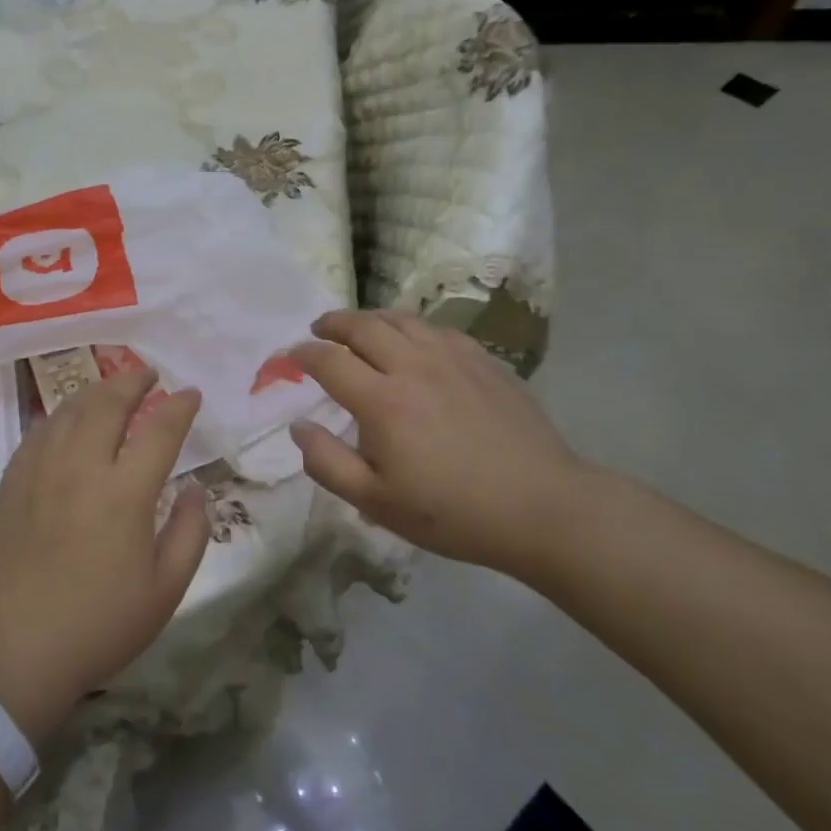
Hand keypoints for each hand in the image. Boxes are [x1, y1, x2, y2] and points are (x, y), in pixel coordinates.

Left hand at [0, 370, 208, 742]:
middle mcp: (81, 469)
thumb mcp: (166, 590)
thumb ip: (190, 532)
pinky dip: (60, 416)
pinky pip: (38, 434)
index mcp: (125, 493)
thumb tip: (197, 488)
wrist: (16, 653)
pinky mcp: (11, 484)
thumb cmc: (100, 626)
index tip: (190, 393)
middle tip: (148, 374)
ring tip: (112, 388)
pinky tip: (67, 420)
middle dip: (132, 382)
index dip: (179, 406)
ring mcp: (40, 473)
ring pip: (68, 412)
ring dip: (95, 392)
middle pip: (107, 405)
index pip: (159, 430)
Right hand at [288, 309, 590, 576]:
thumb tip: (298, 426)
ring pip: (402, 320)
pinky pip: (438, 330)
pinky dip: (412, 328)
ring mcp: (453, 359)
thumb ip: (327, 462)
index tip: (290, 356)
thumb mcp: (376, 501)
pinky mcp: (483, 362)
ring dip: (371, 318)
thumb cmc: (452, 512)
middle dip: (333, 323)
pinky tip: (414, 341)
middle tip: (319, 328)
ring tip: (359, 327)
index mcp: (382, 400)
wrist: (541, 506)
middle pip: (363, 326)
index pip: (329, 360)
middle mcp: (413, 366)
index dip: (303, 354)